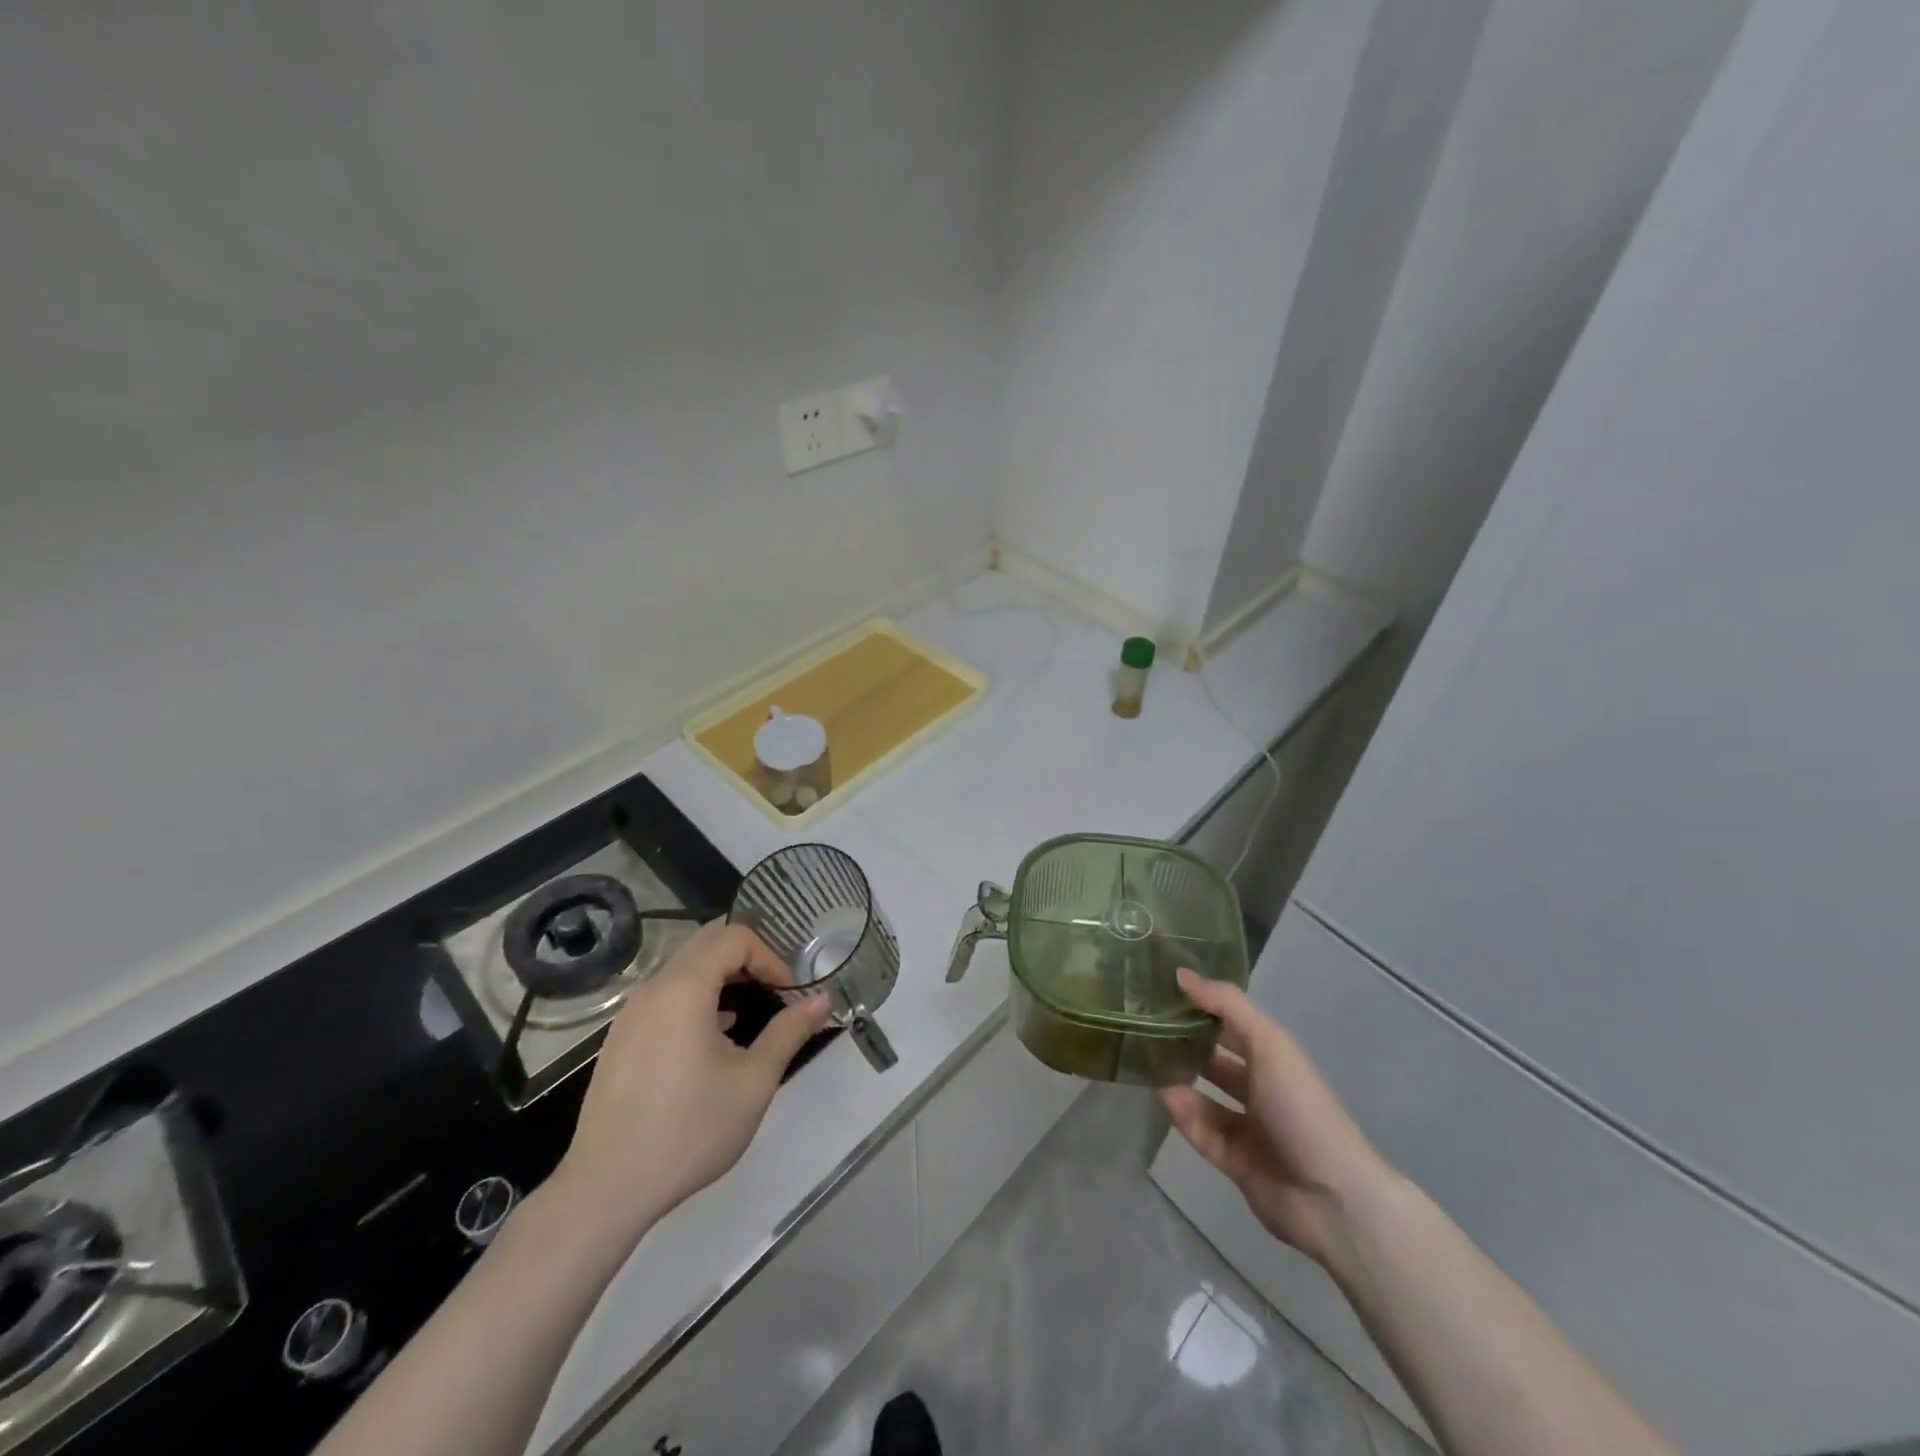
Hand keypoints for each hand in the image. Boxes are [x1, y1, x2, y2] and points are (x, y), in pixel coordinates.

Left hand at [549, 921, 831, 1251]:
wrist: (606, 1189)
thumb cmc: (689, 1130)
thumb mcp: (754, 1081)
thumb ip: (789, 1032)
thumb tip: (822, 1000)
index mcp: (684, 989)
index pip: (733, 937)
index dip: (769, 956)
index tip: (788, 993)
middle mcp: (652, 990)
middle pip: (705, 945)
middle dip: (747, 960)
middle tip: (773, 993)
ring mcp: (629, 1016)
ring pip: (682, 972)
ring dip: (720, 980)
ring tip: (748, 1017)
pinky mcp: (619, 1042)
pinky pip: (664, 999)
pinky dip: (695, 1001)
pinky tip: (711, 1041)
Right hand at [1161, 968, 1391, 1267]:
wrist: (1331, 1197)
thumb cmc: (1301, 1107)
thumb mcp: (1268, 1044)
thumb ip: (1226, 1006)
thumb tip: (1181, 974)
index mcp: (1273, 1058)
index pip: (1231, 1023)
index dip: (1201, 1007)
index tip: (1161, 990)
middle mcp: (1260, 1088)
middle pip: (1215, 1061)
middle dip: (1184, 1045)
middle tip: (1143, 1028)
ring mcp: (1248, 1127)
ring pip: (1204, 1098)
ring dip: (1179, 1081)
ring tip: (1144, 1063)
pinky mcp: (1235, 1161)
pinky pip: (1201, 1133)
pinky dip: (1184, 1117)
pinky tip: (1165, 1099)